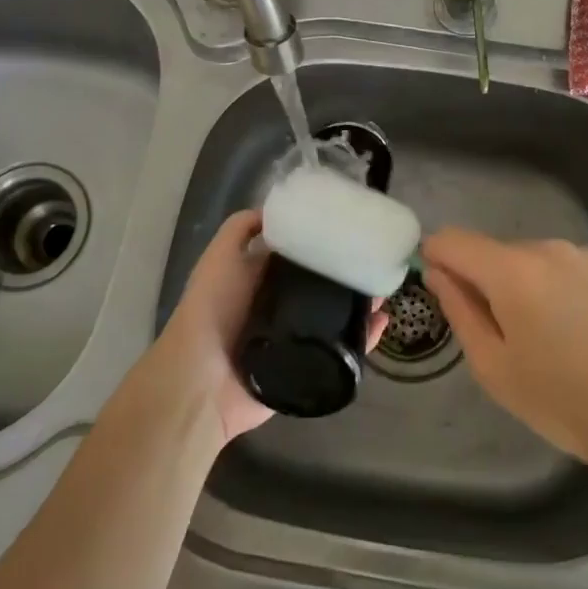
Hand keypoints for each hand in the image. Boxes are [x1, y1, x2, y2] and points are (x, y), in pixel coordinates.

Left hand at [149, 210, 386, 445]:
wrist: (203, 379)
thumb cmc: (212, 309)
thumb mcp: (220, 256)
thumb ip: (241, 229)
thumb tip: (275, 209)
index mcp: (259, 279)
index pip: (297, 255)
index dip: (320, 241)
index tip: (348, 227)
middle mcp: (279, 306)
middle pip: (320, 285)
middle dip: (346, 272)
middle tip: (373, 257)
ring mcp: (294, 338)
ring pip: (335, 315)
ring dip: (359, 303)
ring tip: (383, 288)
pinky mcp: (307, 366)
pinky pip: (340, 351)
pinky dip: (363, 339)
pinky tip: (381, 322)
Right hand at [420, 228, 587, 463]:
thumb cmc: (561, 399)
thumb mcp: (493, 366)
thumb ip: (459, 310)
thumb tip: (437, 273)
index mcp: (511, 270)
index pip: (454, 240)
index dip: (437, 257)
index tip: (443, 288)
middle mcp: (549, 248)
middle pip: (498, 254)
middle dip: (490, 283)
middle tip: (507, 337)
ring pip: (538, 262)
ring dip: (531, 286)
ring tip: (554, 338)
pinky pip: (573, 271)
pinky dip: (566, 290)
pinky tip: (587, 332)